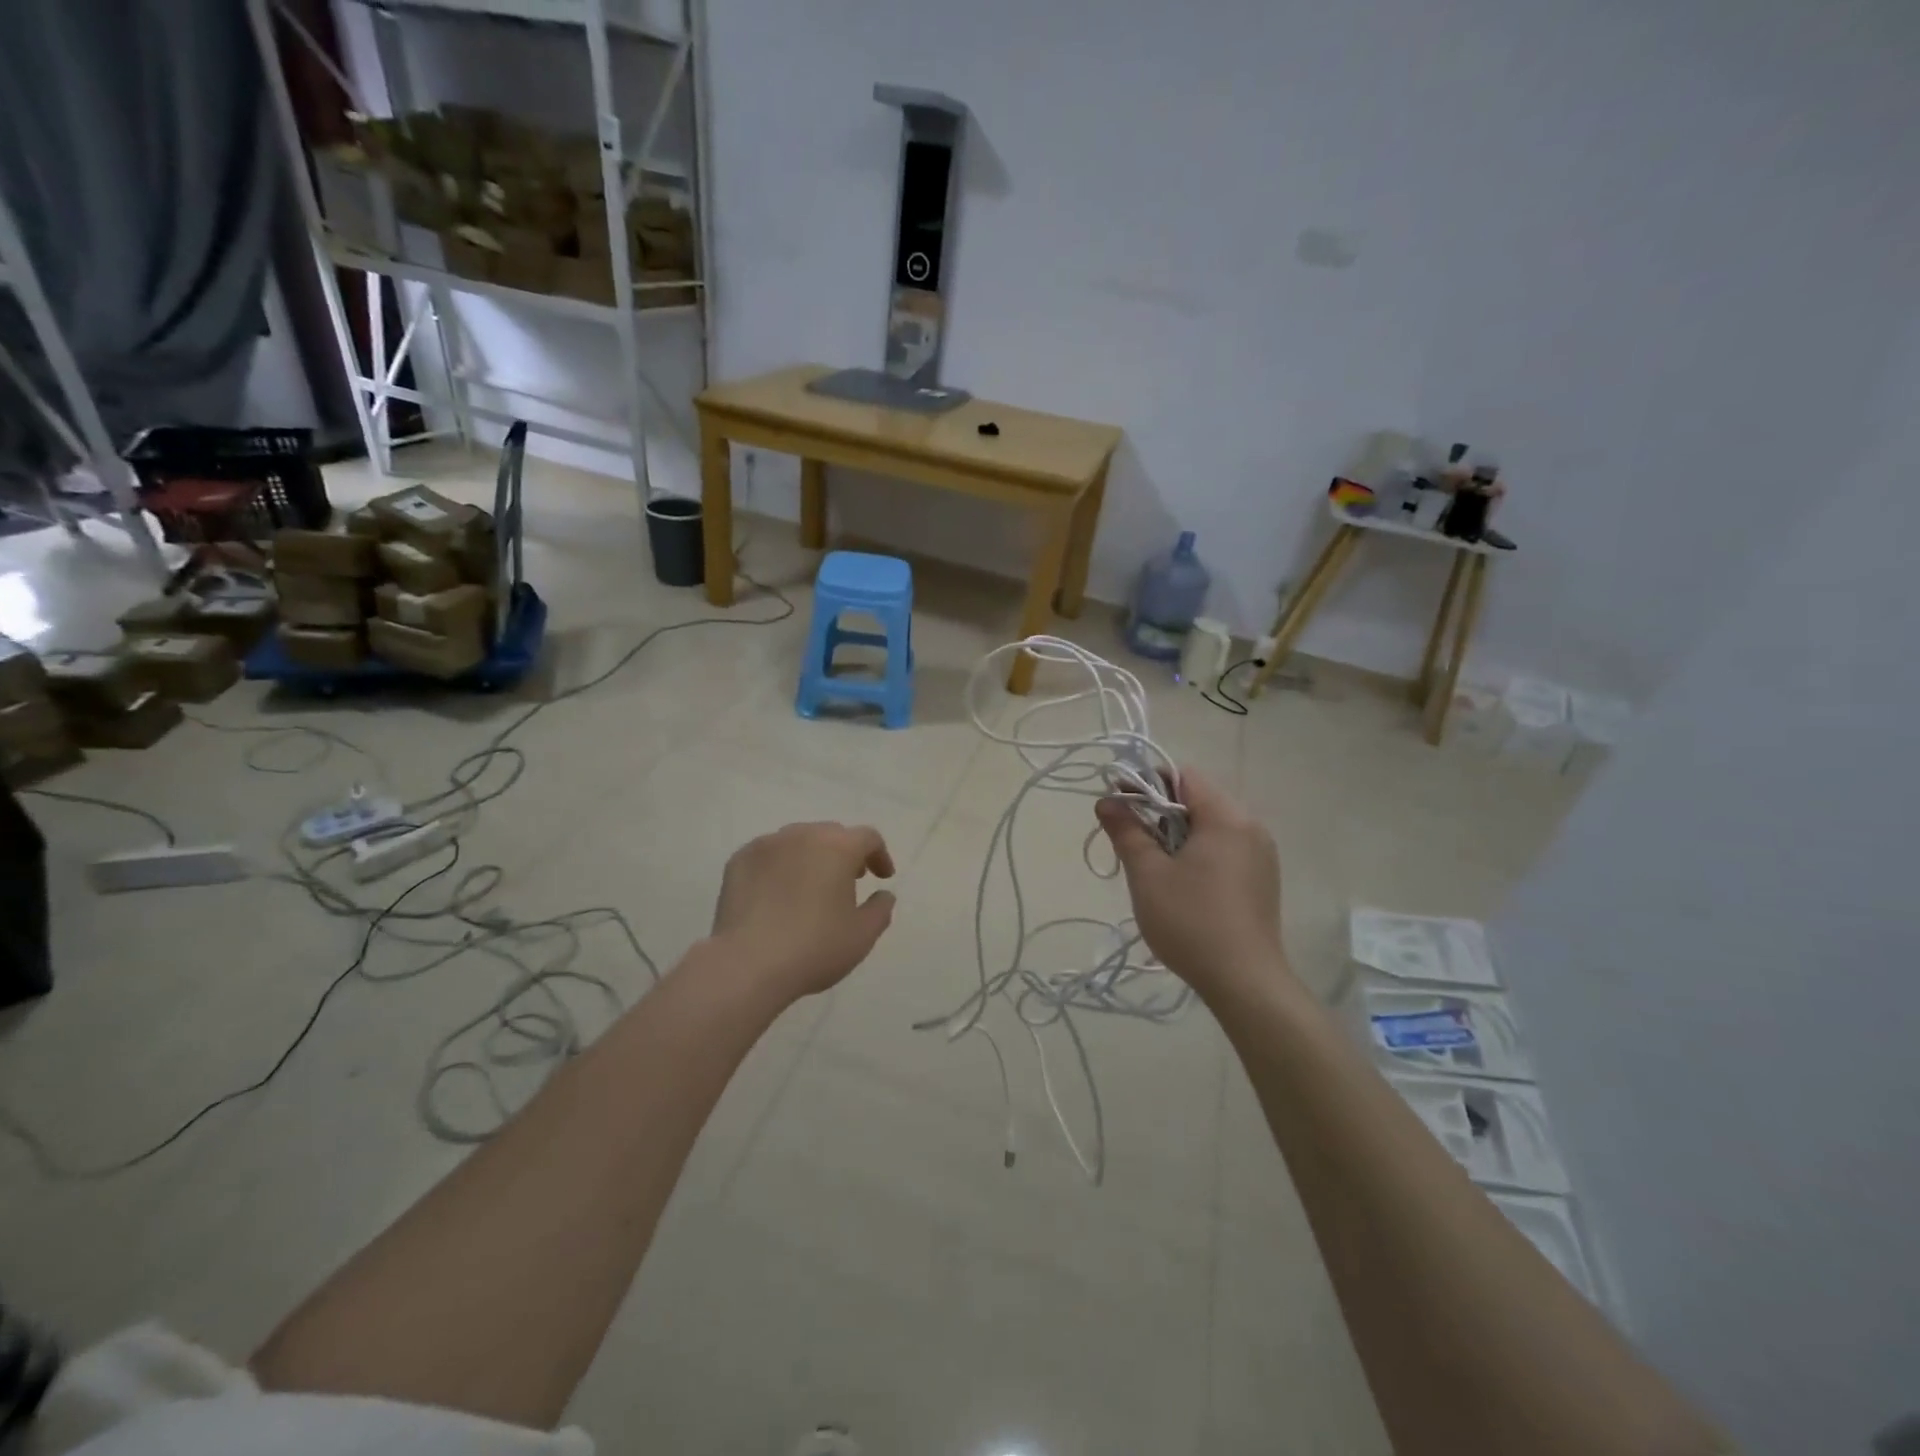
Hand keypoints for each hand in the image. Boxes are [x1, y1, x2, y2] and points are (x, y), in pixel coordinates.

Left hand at [708, 821, 897, 1001]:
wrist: (747, 964)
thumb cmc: (814, 948)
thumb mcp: (862, 936)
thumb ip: (880, 909)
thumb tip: (884, 894)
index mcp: (838, 847)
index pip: (868, 838)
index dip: (879, 855)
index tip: (882, 877)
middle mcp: (803, 835)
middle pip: (832, 834)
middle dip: (845, 853)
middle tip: (849, 880)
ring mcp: (767, 845)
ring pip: (798, 841)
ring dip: (812, 856)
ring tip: (811, 886)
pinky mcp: (739, 860)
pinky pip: (769, 855)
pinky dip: (780, 866)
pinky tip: (778, 893)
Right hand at [1095, 770, 1287, 997]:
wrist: (1245, 982)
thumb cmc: (1190, 921)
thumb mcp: (1148, 874)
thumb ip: (1126, 831)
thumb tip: (1106, 801)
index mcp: (1226, 817)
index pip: (1184, 776)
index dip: (1147, 783)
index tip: (1120, 804)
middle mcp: (1251, 827)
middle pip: (1198, 800)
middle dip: (1160, 811)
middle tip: (1131, 839)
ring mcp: (1261, 855)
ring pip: (1211, 826)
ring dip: (1178, 834)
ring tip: (1153, 864)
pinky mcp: (1262, 879)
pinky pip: (1225, 849)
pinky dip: (1199, 853)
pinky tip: (1182, 884)